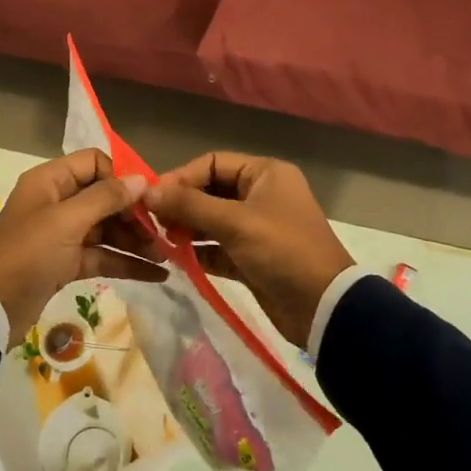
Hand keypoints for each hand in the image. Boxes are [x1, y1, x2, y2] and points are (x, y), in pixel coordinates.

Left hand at [0, 149, 165, 343]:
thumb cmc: (28, 254)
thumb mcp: (66, 221)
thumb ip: (105, 198)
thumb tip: (141, 179)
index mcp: (50, 181)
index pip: (94, 163)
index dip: (121, 177)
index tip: (148, 198)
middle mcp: (57, 201)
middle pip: (105, 197)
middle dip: (135, 214)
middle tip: (164, 232)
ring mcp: (62, 233)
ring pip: (107, 228)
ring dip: (136, 240)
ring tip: (167, 256)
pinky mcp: (66, 262)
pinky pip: (102, 255)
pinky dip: (126, 262)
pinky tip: (157, 274)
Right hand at [143, 153, 353, 349]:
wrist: (323, 307)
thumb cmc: (282, 250)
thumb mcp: (235, 223)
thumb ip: (189, 205)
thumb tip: (147, 191)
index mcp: (265, 174)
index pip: (213, 163)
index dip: (181, 177)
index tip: (152, 196)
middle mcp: (261, 195)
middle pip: (210, 191)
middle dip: (181, 204)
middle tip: (152, 220)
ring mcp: (257, 228)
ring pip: (211, 220)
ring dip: (186, 228)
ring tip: (160, 239)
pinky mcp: (251, 258)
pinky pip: (217, 247)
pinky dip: (198, 251)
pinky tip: (176, 257)